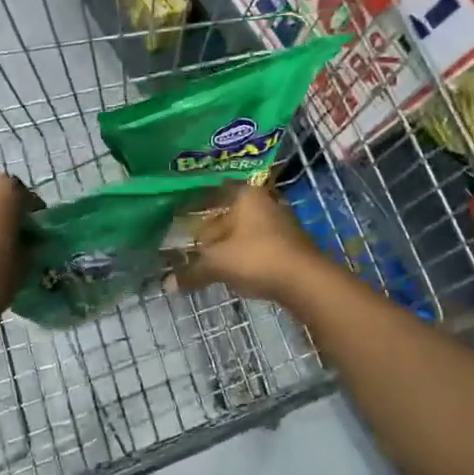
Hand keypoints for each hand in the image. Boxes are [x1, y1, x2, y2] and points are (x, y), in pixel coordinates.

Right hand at [172, 182, 328, 304]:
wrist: (306, 281)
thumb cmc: (257, 257)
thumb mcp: (218, 263)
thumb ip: (192, 271)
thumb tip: (167, 284)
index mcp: (246, 194)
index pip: (214, 190)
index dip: (195, 202)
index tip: (179, 213)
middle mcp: (265, 201)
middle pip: (230, 212)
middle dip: (211, 229)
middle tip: (192, 243)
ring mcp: (282, 222)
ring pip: (246, 229)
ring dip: (229, 244)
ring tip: (210, 260)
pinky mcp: (292, 243)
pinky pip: (259, 244)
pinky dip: (245, 254)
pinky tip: (235, 269)